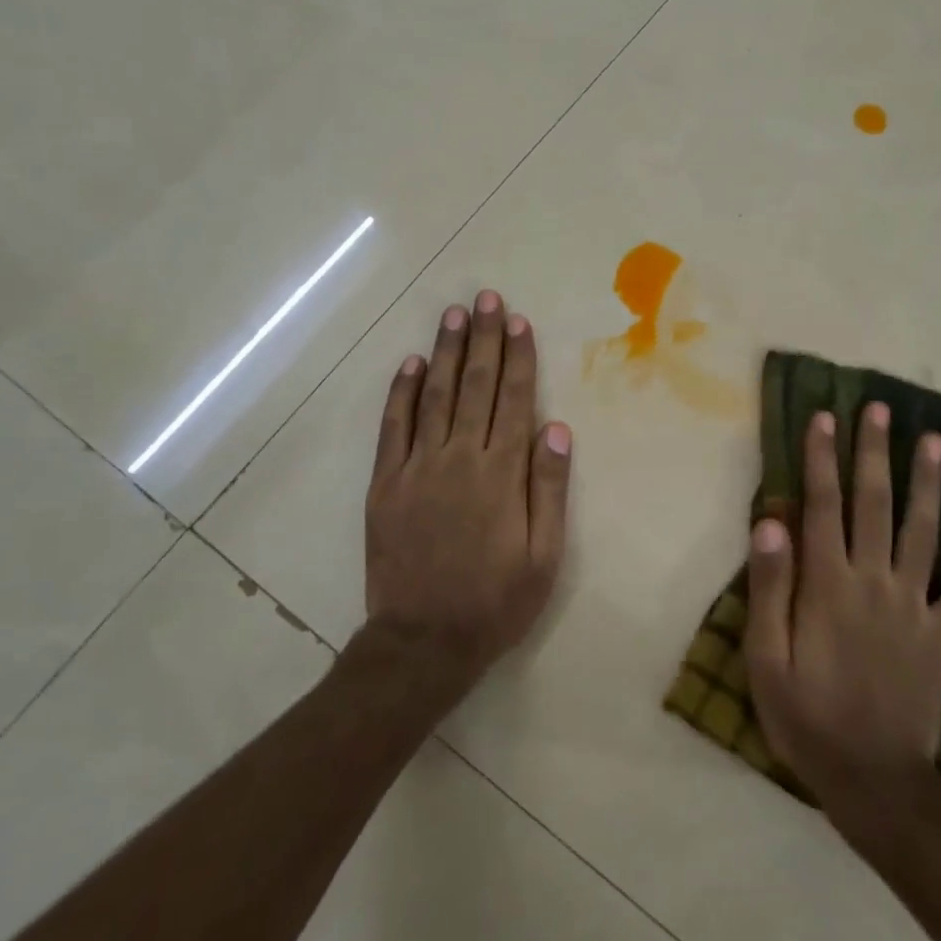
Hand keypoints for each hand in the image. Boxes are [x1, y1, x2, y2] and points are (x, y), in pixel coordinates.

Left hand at [361, 290, 572, 694]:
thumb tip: (556, 428)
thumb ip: (548, 488)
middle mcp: (459, 458)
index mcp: (501, 473)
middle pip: (476, 385)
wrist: (423, 641)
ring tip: (453, 314)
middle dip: (483, 338)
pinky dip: (401, 392)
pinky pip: (393, 427)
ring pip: (435, 395)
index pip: (514, 400)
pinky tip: (410, 363)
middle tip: (486, 298)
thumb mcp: (544, 555)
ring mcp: (417, 467)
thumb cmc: (495, 601)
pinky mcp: (385, 483)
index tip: (518, 322)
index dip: (518, 357)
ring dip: (446, 352)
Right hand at [744, 403, 940, 835]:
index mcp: (828, 585)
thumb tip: (770, 522)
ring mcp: (917, 607)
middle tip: (882, 409)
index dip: (823, 458)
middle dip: (875, 453)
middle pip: (875, 504)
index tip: (826, 417)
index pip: (823, 506)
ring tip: (935, 440)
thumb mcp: (766, 659)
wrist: (875, 783)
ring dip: (929, 483)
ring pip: (924, 532)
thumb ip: (769, 588)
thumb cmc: (807, 718)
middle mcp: (875, 582)